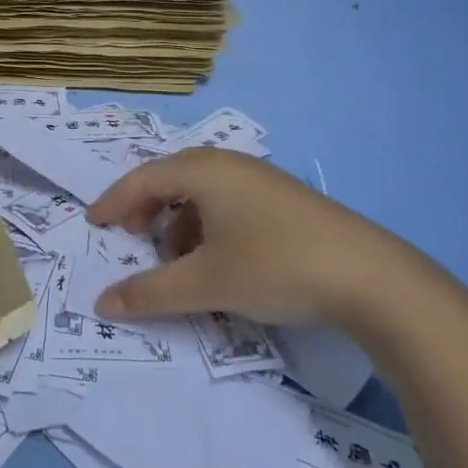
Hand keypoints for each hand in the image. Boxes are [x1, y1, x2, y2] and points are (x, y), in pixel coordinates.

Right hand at [86, 148, 424, 330]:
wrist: (373, 278)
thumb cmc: (276, 267)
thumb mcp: (206, 283)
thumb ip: (150, 292)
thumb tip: (102, 302)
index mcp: (203, 171)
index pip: (142, 179)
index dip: (113, 202)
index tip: (94, 224)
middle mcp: (229, 164)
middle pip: (171, 178)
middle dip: (146, 209)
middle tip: (133, 239)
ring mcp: (261, 179)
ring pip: (201, 192)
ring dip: (178, 221)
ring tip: (177, 260)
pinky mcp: (284, 200)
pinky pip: (228, 202)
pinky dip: (208, 226)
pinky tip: (219, 260)